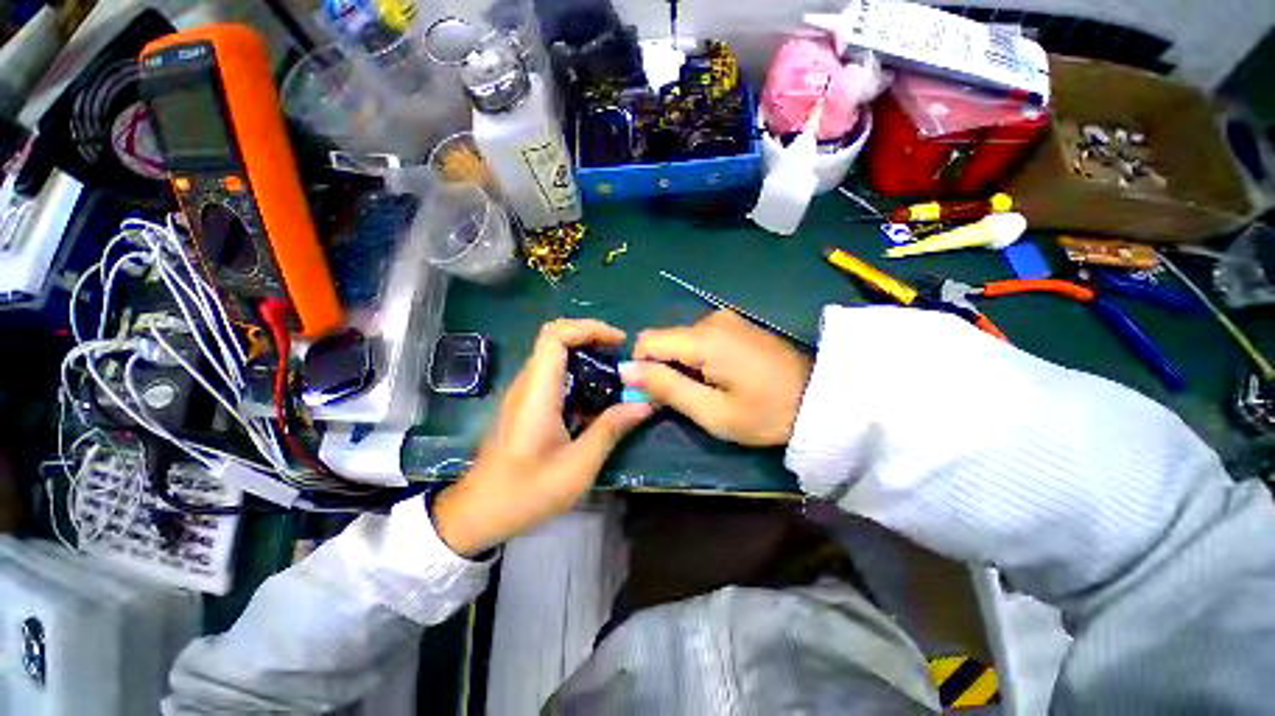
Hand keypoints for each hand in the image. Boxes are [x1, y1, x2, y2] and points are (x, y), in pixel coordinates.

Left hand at [433, 319, 652, 556]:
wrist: (479, 513)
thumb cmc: (526, 492)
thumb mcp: (578, 466)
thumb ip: (610, 430)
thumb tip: (643, 404)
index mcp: (537, 394)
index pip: (554, 336)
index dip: (588, 328)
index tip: (618, 341)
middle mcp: (526, 385)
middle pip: (555, 339)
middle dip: (591, 338)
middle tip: (621, 355)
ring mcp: (523, 394)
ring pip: (554, 355)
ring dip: (585, 355)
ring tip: (615, 373)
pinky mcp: (524, 404)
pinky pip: (552, 375)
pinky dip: (577, 373)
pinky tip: (595, 396)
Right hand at [625, 310, 812, 446]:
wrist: (821, 400)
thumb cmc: (766, 413)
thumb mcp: (711, 411)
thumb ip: (666, 387)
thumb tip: (626, 370)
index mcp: (703, 338)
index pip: (647, 341)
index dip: (642, 368)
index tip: (658, 395)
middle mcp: (711, 319)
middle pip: (665, 340)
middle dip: (665, 369)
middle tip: (689, 400)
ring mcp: (727, 319)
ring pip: (682, 341)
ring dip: (684, 366)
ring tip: (710, 391)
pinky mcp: (737, 325)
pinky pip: (701, 339)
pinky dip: (700, 359)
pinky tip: (723, 377)